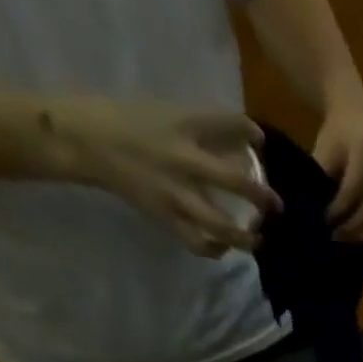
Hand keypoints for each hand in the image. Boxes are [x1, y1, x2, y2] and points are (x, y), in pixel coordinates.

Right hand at [48, 97, 279, 257]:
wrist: (86, 142)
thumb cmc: (129, 121)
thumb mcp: (168, 112)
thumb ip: (205, 127)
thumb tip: (247, 142)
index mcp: (183, 126)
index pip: (228, 124)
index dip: (251, 133)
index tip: (260, 142)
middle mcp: (184, 162)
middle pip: (235, 184)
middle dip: (262, 198)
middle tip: (276, 206)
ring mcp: (176, 195)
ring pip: (221, 225)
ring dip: (245, 237)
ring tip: (257, 239)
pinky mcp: (166, 218)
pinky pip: (198, 244)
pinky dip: (215, 250)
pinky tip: (224, 247)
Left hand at [312, 91, 362, 240]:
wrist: (358, 117)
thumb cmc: (336, 136)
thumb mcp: (323, 148)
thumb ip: (320, 176)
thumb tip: (312, 209)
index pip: (353, 187)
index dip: (339, 208)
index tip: (325, 220)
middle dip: (354, 226)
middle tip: (336, 237)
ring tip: (350, 241)